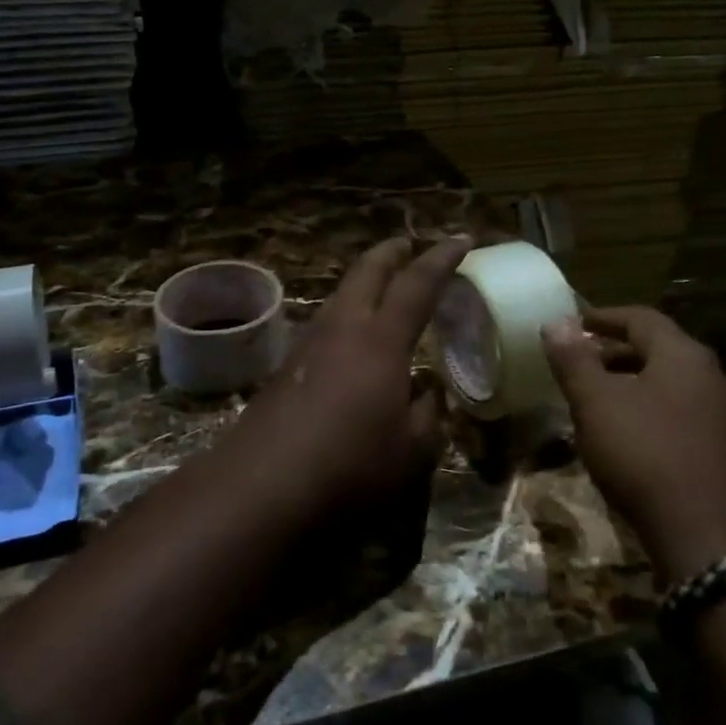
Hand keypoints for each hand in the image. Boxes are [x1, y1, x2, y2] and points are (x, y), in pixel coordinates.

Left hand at [225, 236, 470, 514]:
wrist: (263, 484)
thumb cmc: (350, 465)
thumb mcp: (411, 451)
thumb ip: (428, 415)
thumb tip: (430, 392)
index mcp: (381, 339)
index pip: (417, 284)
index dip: (442, 258)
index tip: (462, 240)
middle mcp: (342, 327)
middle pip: (367, 271)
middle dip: (391, 252)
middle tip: (409, 245)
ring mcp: (308, 342)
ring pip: (340, 294)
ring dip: (364, 281)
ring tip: (382, 287)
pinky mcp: (286, 365)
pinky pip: (324, 322)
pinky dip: (346, 313)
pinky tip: (349, 339)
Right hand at [541, 306, 725, 580]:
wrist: (709, 541)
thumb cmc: (644, 456)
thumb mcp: (595, 404)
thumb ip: (573, 360)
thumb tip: (555, 322)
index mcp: (684, 356)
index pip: (641, 318)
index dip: (603, 317)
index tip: (573, 324)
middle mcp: (714, 377)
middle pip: (659, 349)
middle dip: (615, 352)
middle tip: (579, 364)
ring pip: (672, 384)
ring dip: (633, 383)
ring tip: (598, 402)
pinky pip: (683, 414)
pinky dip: (652, 411)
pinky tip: (629, 437)